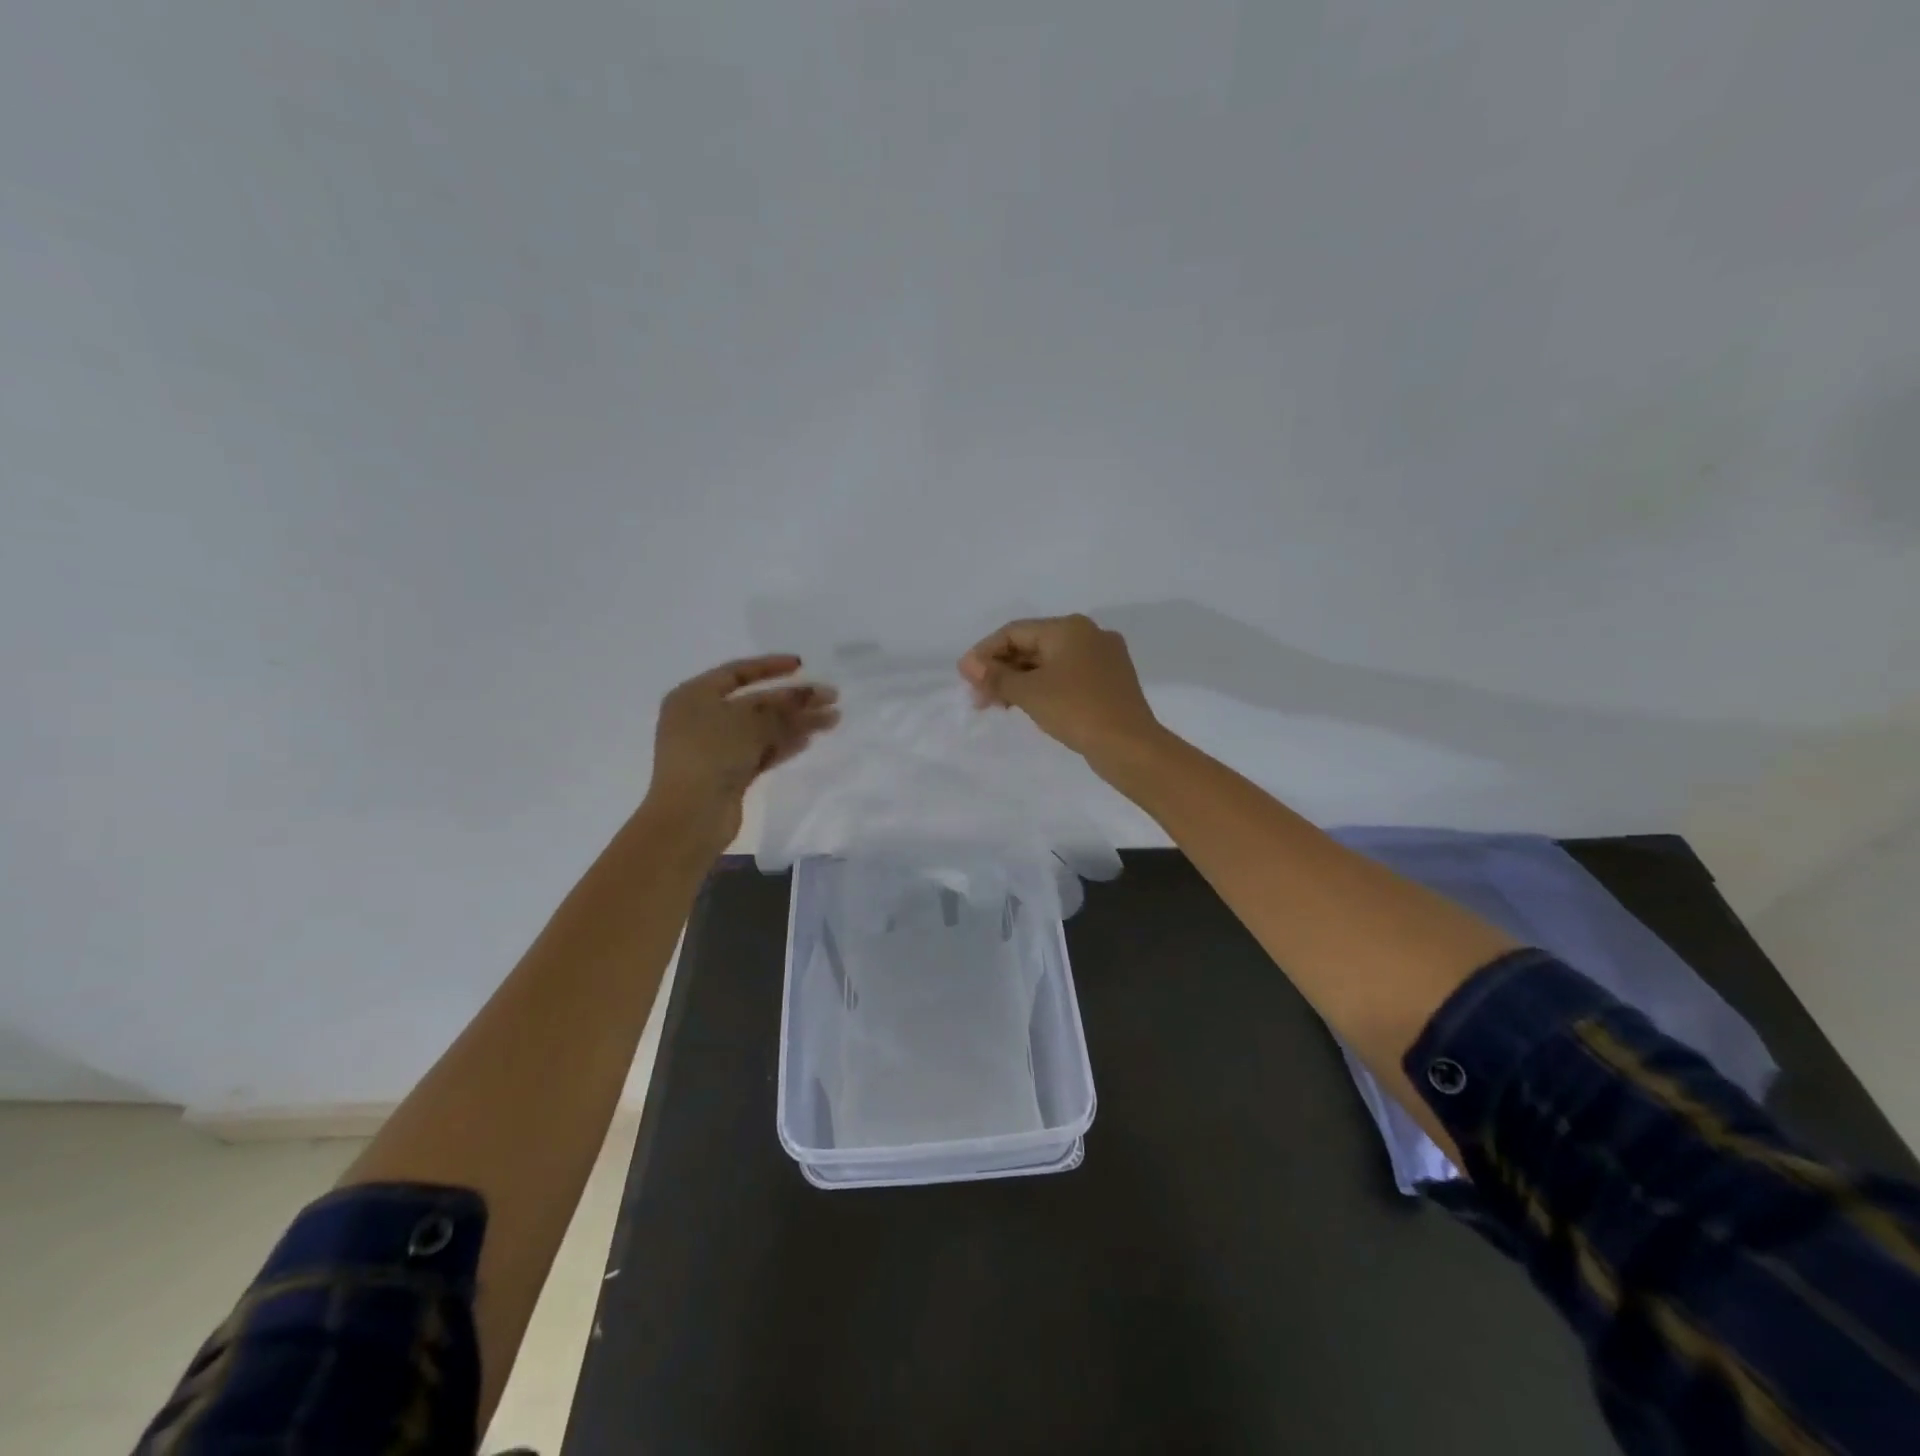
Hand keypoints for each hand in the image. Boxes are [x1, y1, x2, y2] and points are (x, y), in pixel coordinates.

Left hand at [644, 655, 839, 854]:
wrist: (691, 816)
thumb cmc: (711, 754)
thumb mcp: (749, 721)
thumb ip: (784, 705)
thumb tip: (812, 692)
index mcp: (694, 696)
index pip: (737, 672)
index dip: (771, 667)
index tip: (802, 665)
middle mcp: (702, 718)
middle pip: (756, 702)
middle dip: (794, 700)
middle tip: (831, 698)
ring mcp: (716, 748)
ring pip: (762, 728)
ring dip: (796, 723)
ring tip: (832, 719)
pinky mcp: (728, 774)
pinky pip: (761, 751)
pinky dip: (783, 744)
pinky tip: (809, 739)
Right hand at [958, 615, 1162, 770]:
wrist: (1129, 745)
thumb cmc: (1075, 710)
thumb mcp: (1029, 692)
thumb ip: (996, 676)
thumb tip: (968, 664)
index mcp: (1069, 627)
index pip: (1015, 631)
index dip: (985, 652)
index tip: (966, 678)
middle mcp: (1089, 635)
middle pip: (1033, 646)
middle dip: (1002, 670)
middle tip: (979, 697)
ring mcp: (1104, 658)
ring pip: (1050, 663)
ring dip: (1020, 681)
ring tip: (998, 705)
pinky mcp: (1110, 682)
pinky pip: (1067, 677)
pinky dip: (1043, 688)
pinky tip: (1028, 706)